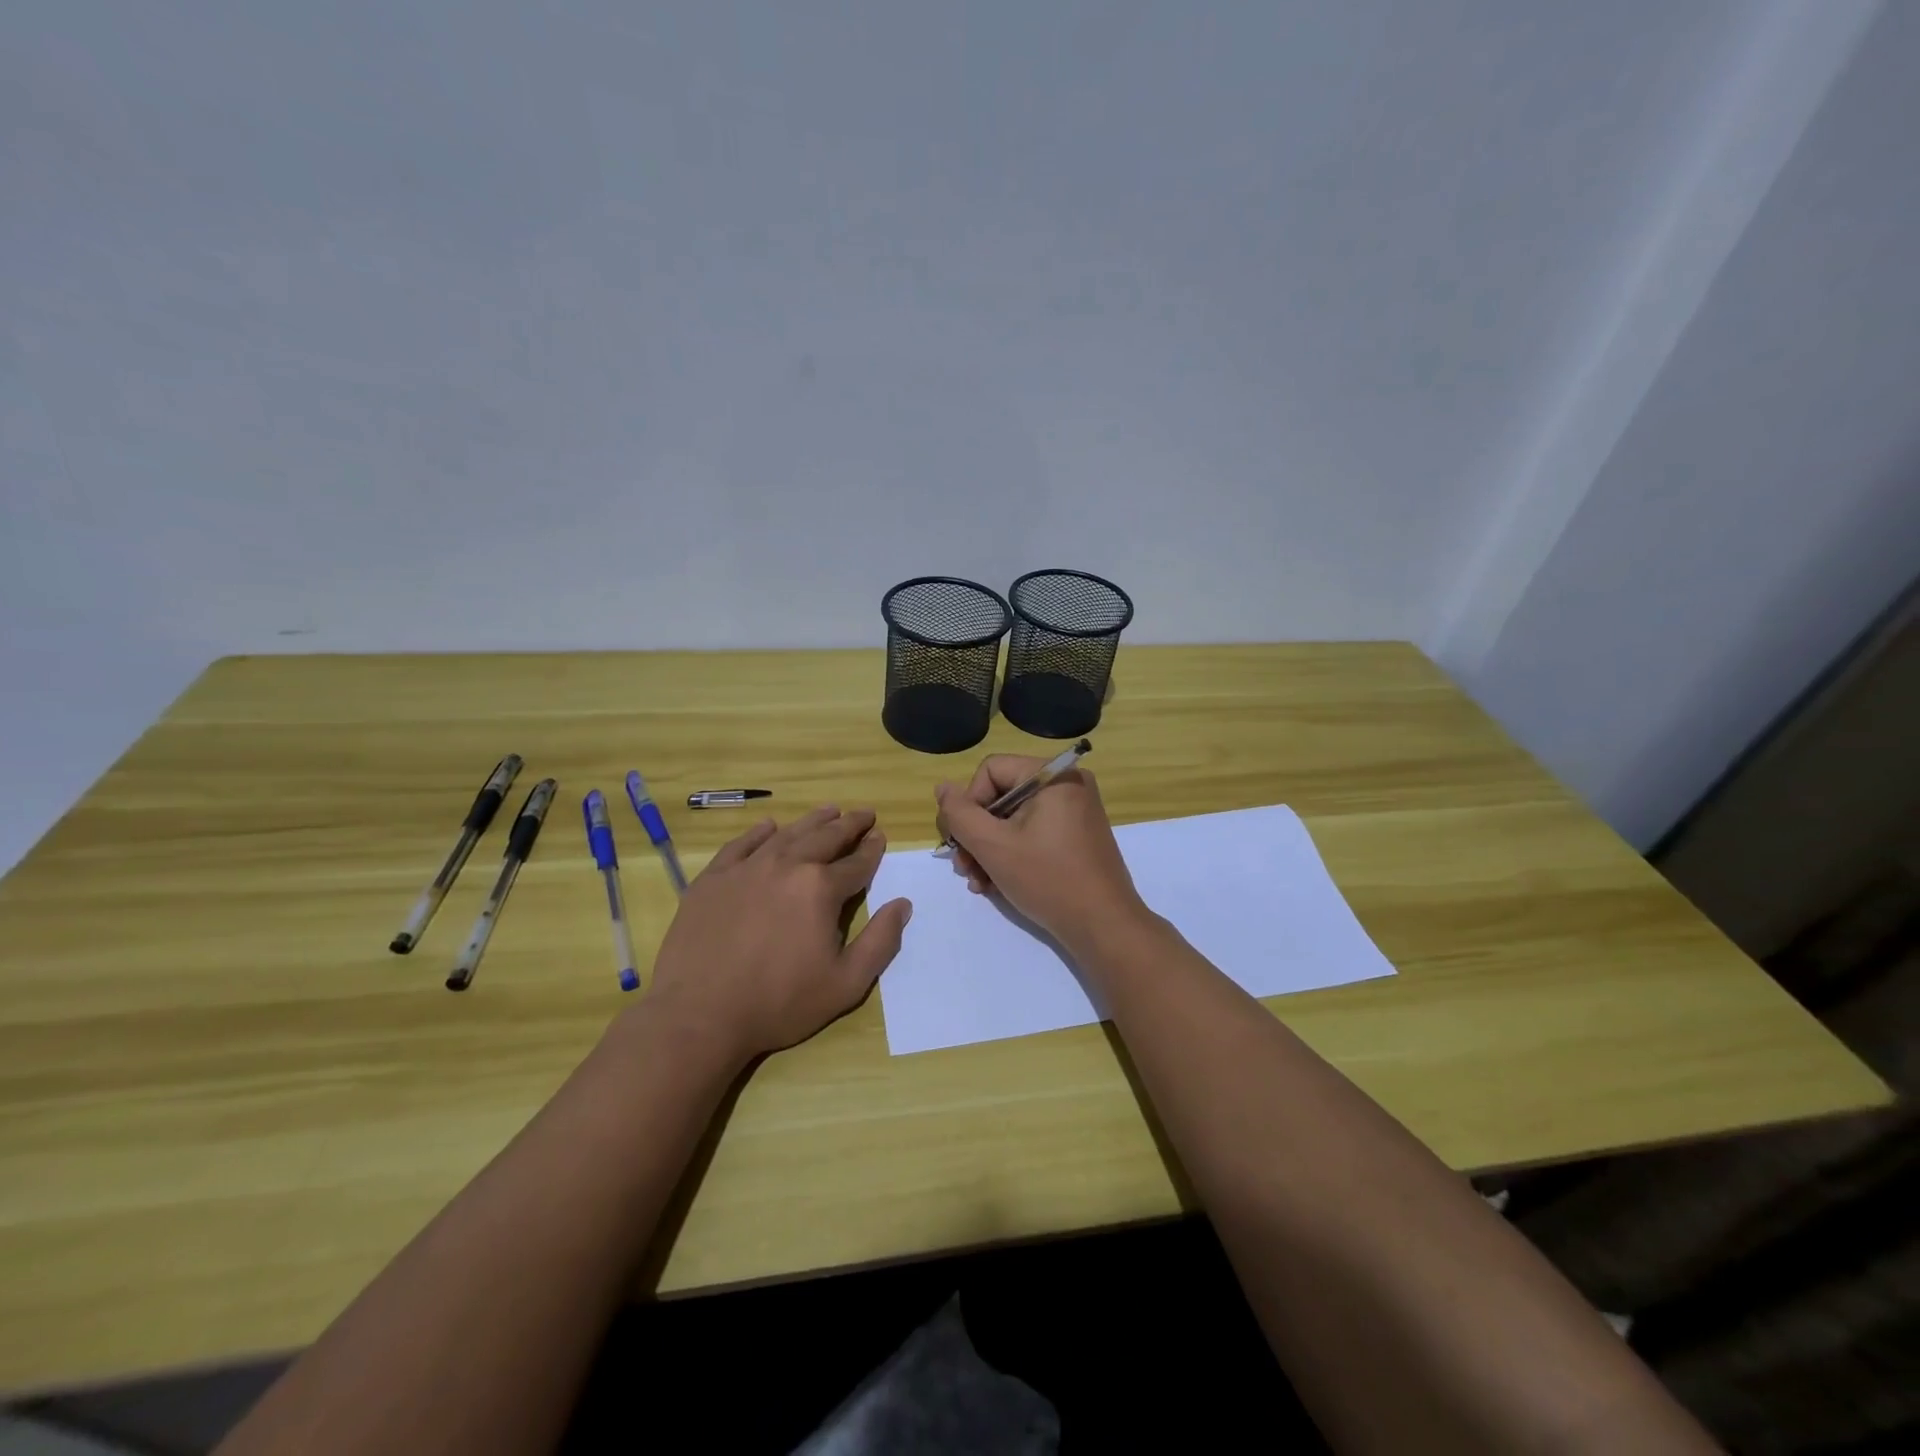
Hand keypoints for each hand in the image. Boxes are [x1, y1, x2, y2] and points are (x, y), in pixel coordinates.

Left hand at [643, 807, 911, 1065]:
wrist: (699, 1015)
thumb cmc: (779, 1003)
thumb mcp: (846, 984)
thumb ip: (880, 942)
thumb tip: (902, 904)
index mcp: (820, 889)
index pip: (856, 863)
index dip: (872, 850)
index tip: (880, 836)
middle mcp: (787, 866)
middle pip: (825, 837)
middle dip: (849, 825)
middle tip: (864, 814)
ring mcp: (746, 868)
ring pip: (788, 834)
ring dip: (812, 821)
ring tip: (829, 810)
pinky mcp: (713, 878)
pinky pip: (742, 844)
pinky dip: (760, 832)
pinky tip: (769, 827)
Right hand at [935, 757, 1149, 951]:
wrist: (1104, 927)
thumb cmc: (1048, 880)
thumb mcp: (994, 846)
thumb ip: (960, 814)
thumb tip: (942, 787)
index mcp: (1053, 775)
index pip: (991, 770)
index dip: (970, 804)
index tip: (964, 841)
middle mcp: (1067, 784)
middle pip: (1001, 795)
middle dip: (976, 834)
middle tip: (964, 868)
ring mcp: (1075, 811)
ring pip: (1013, 818)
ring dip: (988, 849)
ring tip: (977, 882)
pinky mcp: (1076, 835)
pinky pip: (1033, 832)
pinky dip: (1011, 854)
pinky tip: (995, 884)